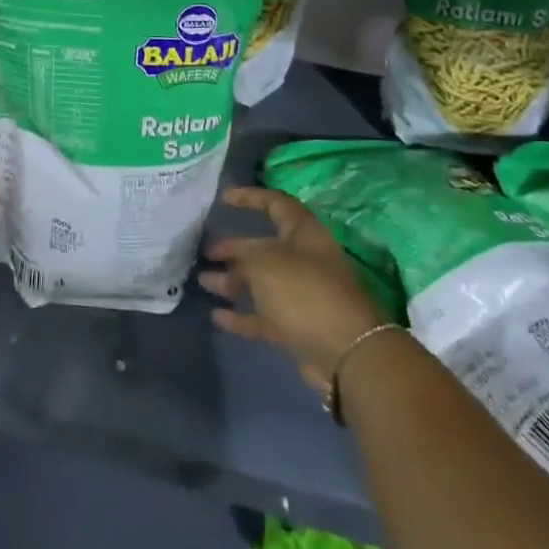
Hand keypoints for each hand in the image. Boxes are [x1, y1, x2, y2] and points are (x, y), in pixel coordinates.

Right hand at [199, 186, 388, 396]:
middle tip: (206, 251)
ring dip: (233, 281)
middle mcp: (304, 259)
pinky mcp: (297, 326)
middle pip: (264, 246)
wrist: (345, 352)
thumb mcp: (265, 263)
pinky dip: (242, 316)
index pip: (275, 203)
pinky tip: (217, 316)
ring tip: (203, 281)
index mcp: (303, 232)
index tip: (223, 197)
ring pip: (262, 282)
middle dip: (234, 248)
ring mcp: (302, 294)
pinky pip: (263, 316)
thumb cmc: (304, 292)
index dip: (250, 197)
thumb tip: (236, 264)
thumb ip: (245, 257)